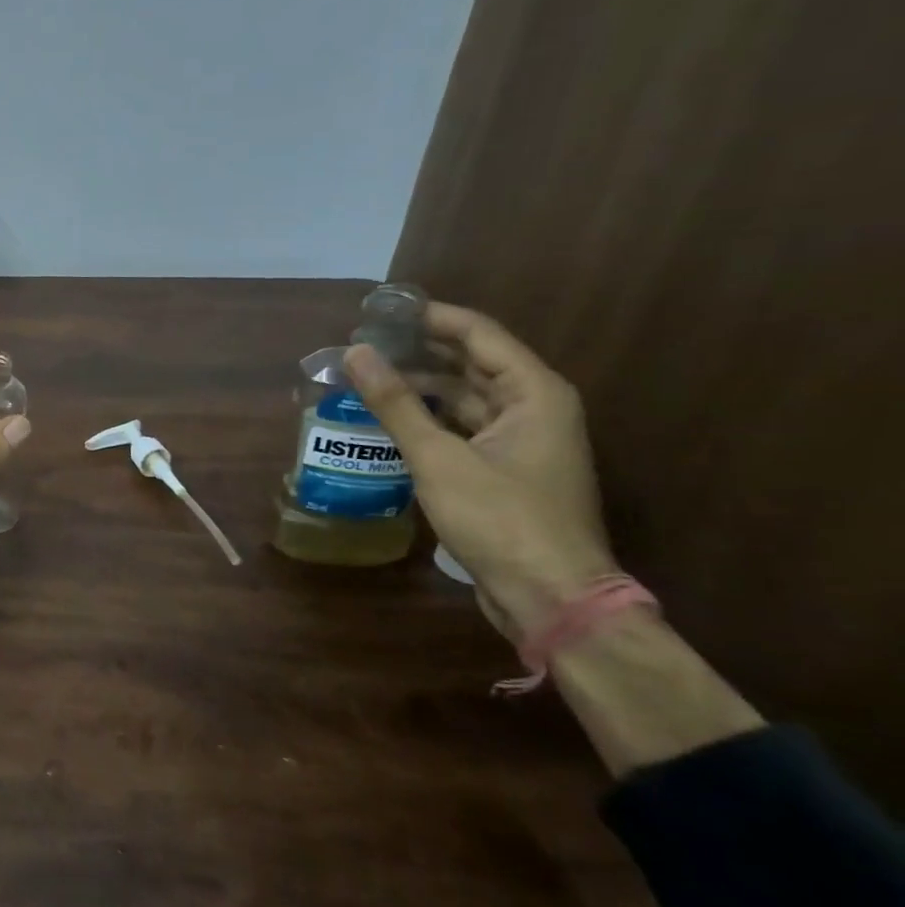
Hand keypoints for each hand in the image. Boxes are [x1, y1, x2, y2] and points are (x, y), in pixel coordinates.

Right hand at [344, 303, 618, 638]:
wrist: (550, 596)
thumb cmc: (500, 519)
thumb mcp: (439, 458)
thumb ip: (396, 404)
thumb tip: (355, 353)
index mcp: (534, 393)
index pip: (479, 334)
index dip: (430, 318)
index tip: (380, 310)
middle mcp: (534, 409)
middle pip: (472, 364)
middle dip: (420, 352)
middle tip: (364, 343)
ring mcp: (522, 442)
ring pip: (466, 399)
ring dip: (420, 388)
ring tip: (367, 378)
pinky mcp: (507, 471)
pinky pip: (463, 429)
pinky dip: (429, 420)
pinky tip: (389, 421)